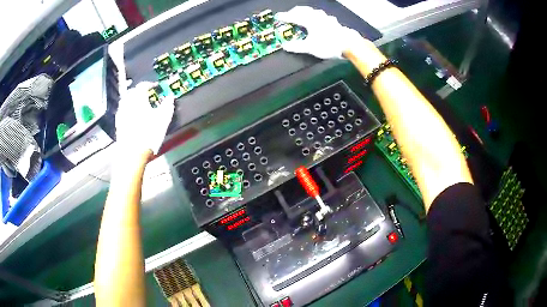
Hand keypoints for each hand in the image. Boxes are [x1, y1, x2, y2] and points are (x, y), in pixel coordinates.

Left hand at [115, 82, 173, 155]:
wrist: (132, 154)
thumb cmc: (149, 134)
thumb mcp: (163, 119)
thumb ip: (167, 105)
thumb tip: (170, 97)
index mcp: (138, 99)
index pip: (143, 85)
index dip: (150, 84)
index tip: (155, 86)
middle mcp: (127, 103)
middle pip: (133, 91)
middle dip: (140, 91)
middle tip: (147, 94)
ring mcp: (121, 113)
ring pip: (126, 101)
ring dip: (133, 99)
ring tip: (139, 104)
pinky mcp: (118, 124)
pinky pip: (123, 111)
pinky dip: (128, 109)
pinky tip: (132, 116)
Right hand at [275, 6, 367, 58]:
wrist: (349, 44)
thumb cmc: (329, 44)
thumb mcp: (310, 47)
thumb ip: (297, 46)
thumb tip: (286, 46)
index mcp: (309, 20)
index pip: (293, 16)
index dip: (284, 17)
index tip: (278, 17)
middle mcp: (317, 16)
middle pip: (302, 10)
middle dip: (294, 12)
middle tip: (288, 15)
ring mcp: (326, 18)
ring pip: (312, 11)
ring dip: (304, 12)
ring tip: (301, 16)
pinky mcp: (332, 21)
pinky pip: (320, 15)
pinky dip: (314, 16)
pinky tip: (316, 20)